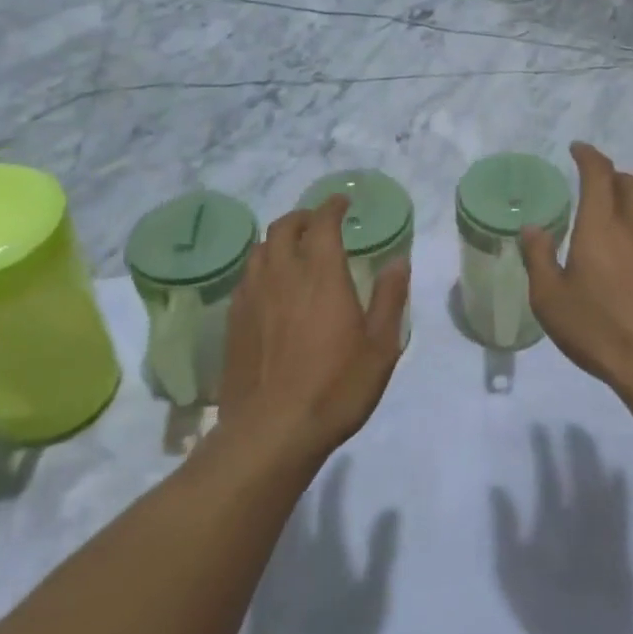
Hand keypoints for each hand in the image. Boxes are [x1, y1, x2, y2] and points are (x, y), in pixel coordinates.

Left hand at [219, 197, 409, 458]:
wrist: (272, 431)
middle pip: (283, 228)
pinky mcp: (234, 322)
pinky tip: (271, 288)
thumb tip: (398, 261)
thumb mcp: (380, 346)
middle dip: (302, 217)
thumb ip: (389, 298)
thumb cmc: (336, 387)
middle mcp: (283, 275)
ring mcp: (253, 297)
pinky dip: (262, 269)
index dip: (332, 206)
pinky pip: (246, 279)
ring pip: (259, 250)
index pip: (323, 223)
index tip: (343, 202)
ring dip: (278, 240)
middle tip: (318, 223)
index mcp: (321, 274)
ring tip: (293, 250)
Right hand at [520, 143, 632, 397]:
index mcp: (602, 223)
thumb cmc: (599, 327)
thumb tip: (532, 229)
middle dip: (611, 177)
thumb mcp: (551, 298)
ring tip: (613, 222)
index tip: (577, 149)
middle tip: (594, 187)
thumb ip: (538, 258)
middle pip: (630, 183)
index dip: (588, 155)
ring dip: (631, 204)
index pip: (598, 172)